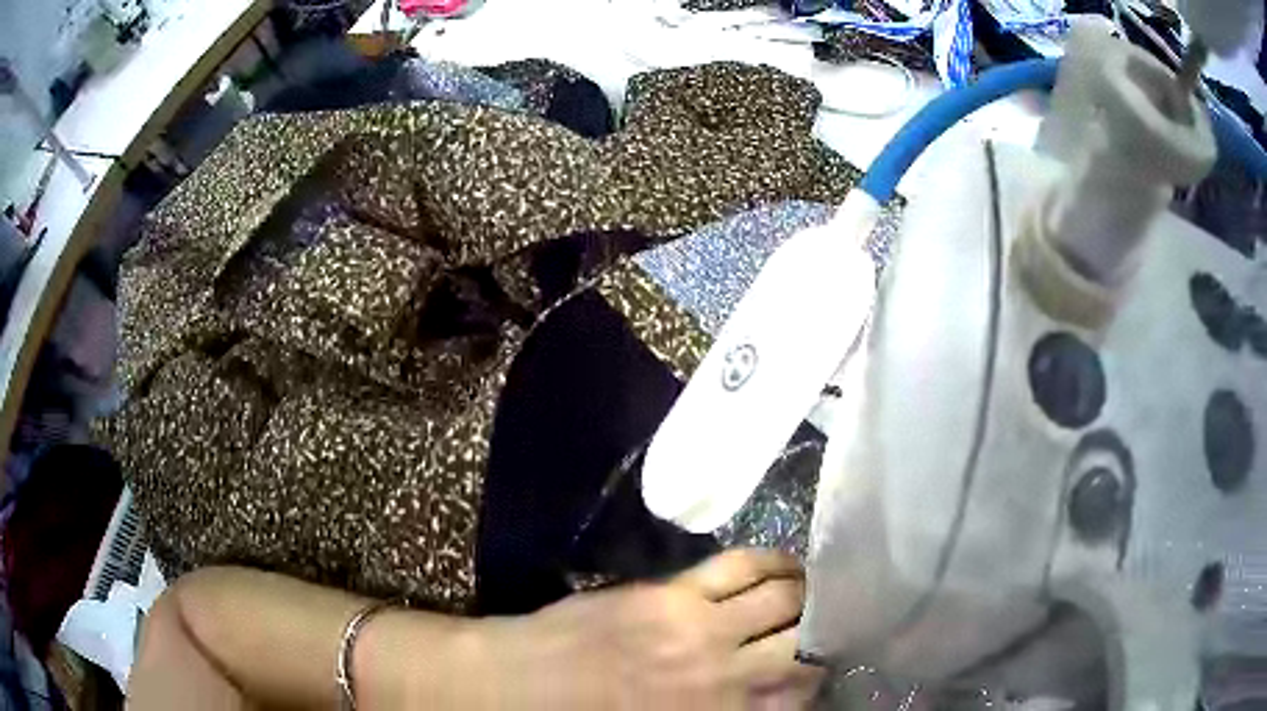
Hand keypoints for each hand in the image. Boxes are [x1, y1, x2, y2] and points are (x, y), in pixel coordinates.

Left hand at [470, 549, 819, 708]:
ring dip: (809, 593)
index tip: (821, 667)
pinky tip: (787, 563)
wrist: (519, 685)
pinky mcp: (673, 593)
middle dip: (825, 634)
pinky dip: (773, 561)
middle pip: (805, 645)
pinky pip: (741, 565)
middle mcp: (727, 676)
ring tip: (818, 588)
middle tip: (831, 624)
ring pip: (785, 599)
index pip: (802, 695)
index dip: (818, 677)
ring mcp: (702, 628)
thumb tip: (769, 698)